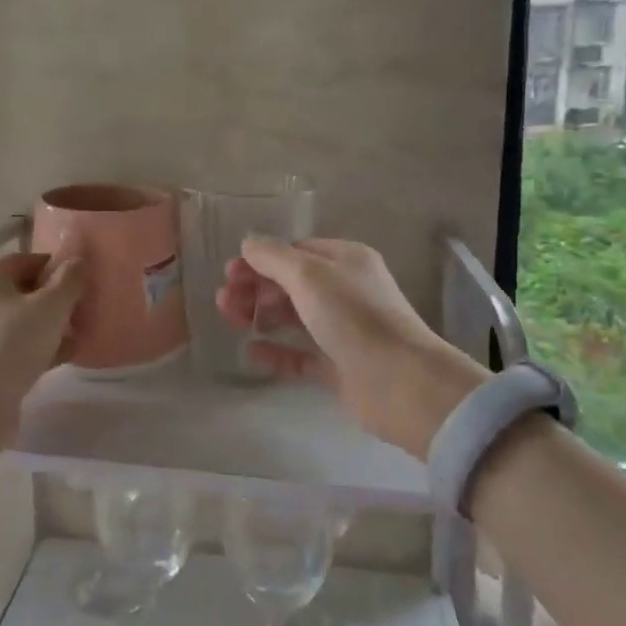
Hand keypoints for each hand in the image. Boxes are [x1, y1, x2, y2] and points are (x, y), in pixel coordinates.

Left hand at [0, 251, 83, 415]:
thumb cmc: (15, 341)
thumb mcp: (51, 305)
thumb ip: (69, 279)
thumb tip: (79, 261)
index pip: (26, 260)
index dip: (54, 266)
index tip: (80, 280)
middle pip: (25, 290)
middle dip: (57, 298)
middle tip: (83, 308)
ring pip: (24, 320)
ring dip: (52, 325)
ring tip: (80, 334)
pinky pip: (20, 345)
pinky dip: (42, 347)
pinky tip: (66, 356)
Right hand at [217, 237, 488, 458]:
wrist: (401, 383)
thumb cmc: (354, 317)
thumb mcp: (308, 276)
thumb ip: (273, 257)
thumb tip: (248, 243)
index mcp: (344, 260)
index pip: (295, 251)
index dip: (260, 260)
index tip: (230, 275)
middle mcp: (345, 290)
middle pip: (290, 283)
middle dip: (255, 288)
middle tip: (224, 303)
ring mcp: (343, 329)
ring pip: (292, 317)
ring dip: (260, 316)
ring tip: (232, 323)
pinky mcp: (339, 366)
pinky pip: (300, 354)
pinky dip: (276, 351)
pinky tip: (252, 353)